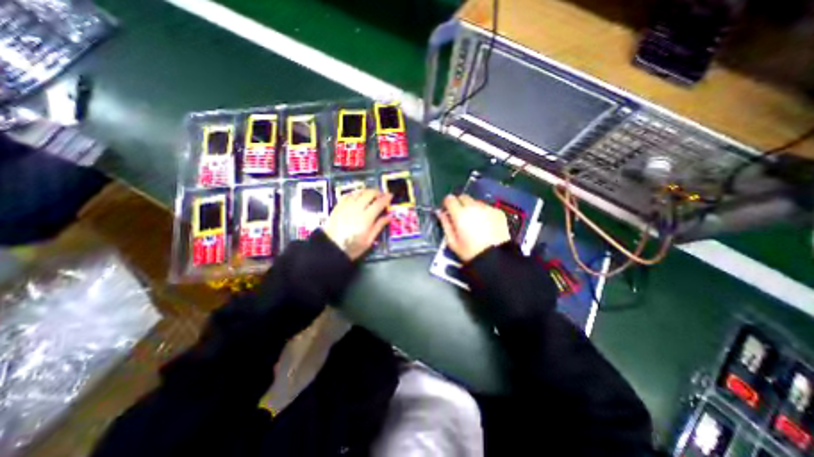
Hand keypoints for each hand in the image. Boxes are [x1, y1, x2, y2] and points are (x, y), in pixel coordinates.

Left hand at [323, 190, 392, 261]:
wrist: (332, 248)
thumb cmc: (353, 247)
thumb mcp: (369, 240)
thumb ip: (379, 226)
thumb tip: (389, 217)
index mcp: (366, 218)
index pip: (379, 203)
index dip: (386, 198)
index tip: (390, 196)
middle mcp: (357, 209)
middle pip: (369, 194)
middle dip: (377, 192)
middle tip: (381, 195)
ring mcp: (346, 206)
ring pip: (359, 192)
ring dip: (367, 191)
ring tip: (371, 194)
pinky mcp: (339, 206)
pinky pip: (348, 195)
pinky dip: (355, 193)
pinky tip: (358, 196)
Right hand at [439, 193, 506, 263]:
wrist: (496, 258)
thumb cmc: (470, 252)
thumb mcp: (452, 241)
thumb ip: (445, 224)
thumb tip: (440, 213)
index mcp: (460, 214)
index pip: (449, 199)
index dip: (447, 204)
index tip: (447, 210)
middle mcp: (473, 207)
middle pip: (463, 197)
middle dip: (459, 203)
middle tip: (460, 216)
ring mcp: (487, 208)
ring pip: (475, 202)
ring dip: (472, 208)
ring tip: (474, 222)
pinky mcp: (498, 212)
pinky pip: (487, 207)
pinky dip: (483, 212)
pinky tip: (485, 224)